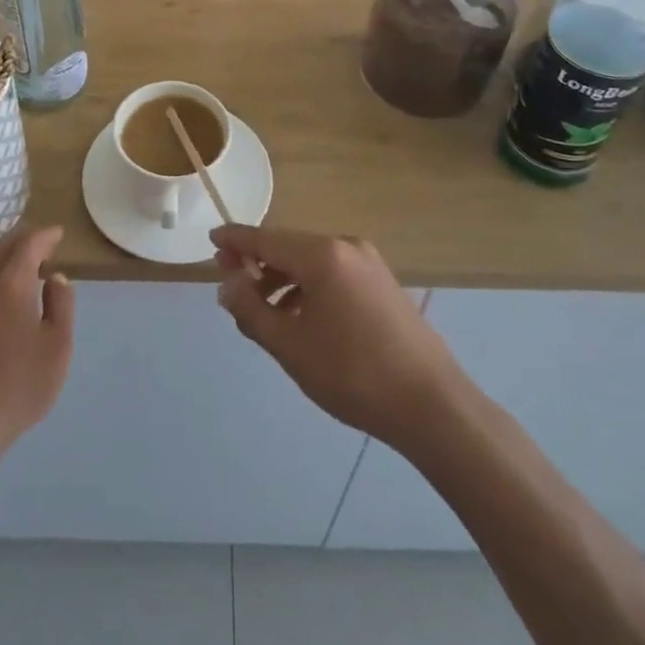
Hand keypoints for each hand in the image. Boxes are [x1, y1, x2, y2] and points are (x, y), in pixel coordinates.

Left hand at [0, 226, 73, 463]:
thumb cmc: (19, 384)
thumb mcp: (58, 345)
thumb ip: (61, 304)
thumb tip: (55, 278)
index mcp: (10, 284)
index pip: (28, 245)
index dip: (45, 236)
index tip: (59, 233)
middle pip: (3, 250)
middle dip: (24, 242)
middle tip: (45, 243)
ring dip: (8, 259)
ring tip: (29, 267)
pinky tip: (6, 296)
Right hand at [213, 225, 464, 451]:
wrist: (432, 405)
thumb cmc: (354, 374)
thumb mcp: (291, 347)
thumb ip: (252, 312)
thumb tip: (227, 285)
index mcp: (322, 254)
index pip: (266, 238)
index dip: (236, 240)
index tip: (211, 239)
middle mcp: (346, 246)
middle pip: (289, 247)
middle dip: (258, 263)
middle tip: (232, 285)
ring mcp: (369, 263)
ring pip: (312, 262)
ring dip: (283, 280)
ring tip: (265, 313)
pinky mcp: (383, 283)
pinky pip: (334, 273)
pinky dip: (309, 287)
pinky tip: (302, 320)